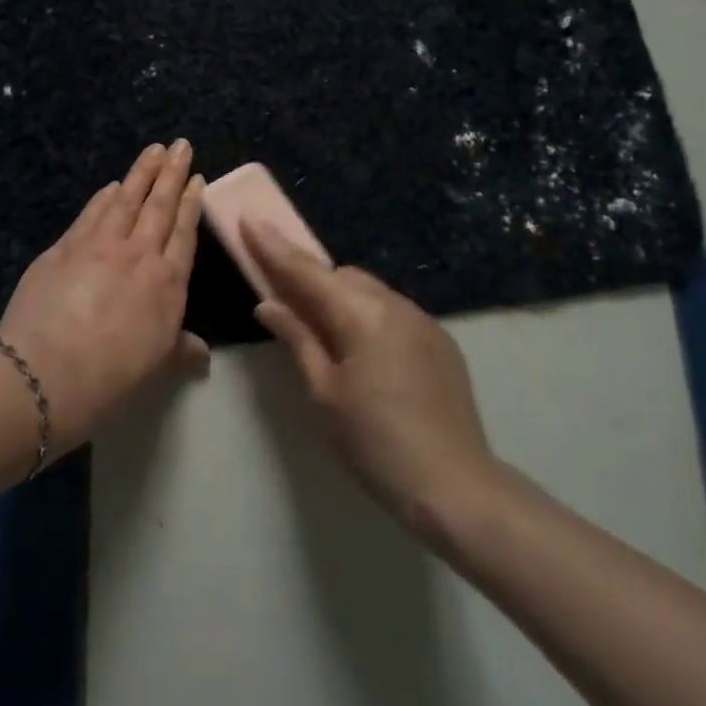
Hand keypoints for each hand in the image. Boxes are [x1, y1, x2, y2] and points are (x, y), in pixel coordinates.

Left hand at [0, 142, 208, 451]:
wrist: (48, 371)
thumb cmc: (111, 376)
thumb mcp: (156, 366)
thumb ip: (181, 350)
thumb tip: (203, 355)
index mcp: (168, 283)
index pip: (184, 233)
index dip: (191, 204)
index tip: (196, 179)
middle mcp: (139, 255)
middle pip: (159, 206)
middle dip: (171, 173)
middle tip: (180, 145)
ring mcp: (100, 246)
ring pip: (126, 200)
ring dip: (140, 173)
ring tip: (152, 150)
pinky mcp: (64, 247)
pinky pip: (91, 214)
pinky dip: (103, 197)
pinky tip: (110, 186)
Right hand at [245, 223, 499, 531]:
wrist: (454, 486)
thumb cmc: (374, 442)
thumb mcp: (324, 392)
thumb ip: (297, 339)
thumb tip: (269, 304)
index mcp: (362, 314)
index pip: (307, 271)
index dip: (274, 247)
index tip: (250, 219)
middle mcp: (396, 304)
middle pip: (342, 276)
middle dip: (311, 279)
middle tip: (284, 299)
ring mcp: (424, 320)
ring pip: (370, 292)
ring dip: (342, 298)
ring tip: (325, 332)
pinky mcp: (441, 341)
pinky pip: (394, 311)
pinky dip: (369, 316)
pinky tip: (364, 352)